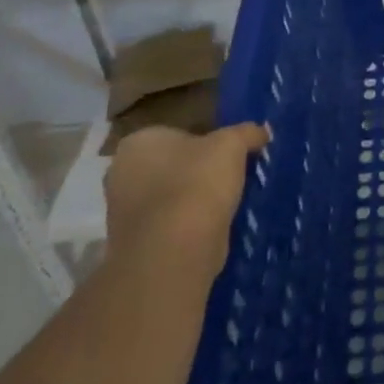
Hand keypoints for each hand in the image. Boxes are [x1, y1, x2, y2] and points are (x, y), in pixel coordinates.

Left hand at [103, 122, 268, 266]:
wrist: (174, 251)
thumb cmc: (197, 183)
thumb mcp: (232, 145)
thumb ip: (247, 133)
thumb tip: (263, 131)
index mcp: (139, 142)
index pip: (177, 134)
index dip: (205, 143)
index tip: (228, 155)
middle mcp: (120, 174)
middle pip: (171, 166)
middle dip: (196, 172)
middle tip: (229, 179)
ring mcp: (122, 213)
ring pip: (169, 197)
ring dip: (192, 201)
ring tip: (225, 205)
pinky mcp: (134, 244)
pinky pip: (168, 226)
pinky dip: (187, 227)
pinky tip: (211, 229)